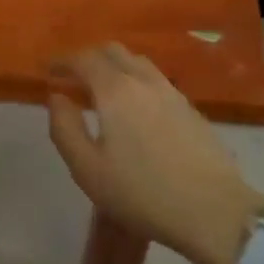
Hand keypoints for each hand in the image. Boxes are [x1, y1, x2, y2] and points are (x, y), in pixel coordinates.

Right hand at [47, 43, 263, 263]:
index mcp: (115, 90)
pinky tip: (136, 108)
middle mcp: (143, 80)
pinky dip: (136, 81)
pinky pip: (156, 80)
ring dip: (115, 67)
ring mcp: (172, 92)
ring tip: (104, 90)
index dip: (63, 61)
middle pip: (113, 51)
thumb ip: (65, 128)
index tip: (49, 71)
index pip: (84, 59)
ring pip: (138, 62)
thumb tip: (56, 98)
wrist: (214, 211)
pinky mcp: (191, 109)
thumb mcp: (88, 169)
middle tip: (74, 78)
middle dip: (89, 58)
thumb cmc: (143, 193)